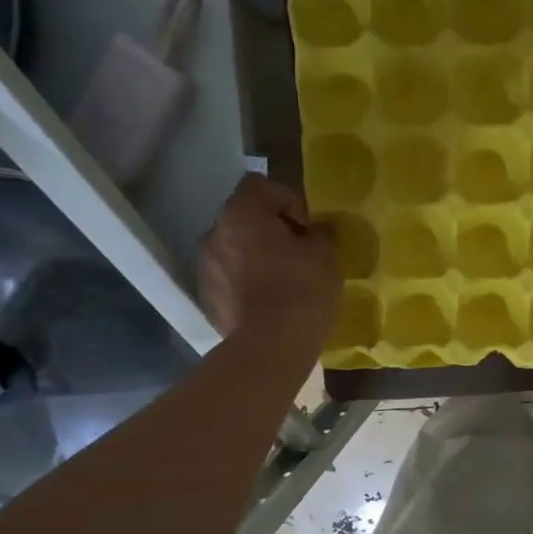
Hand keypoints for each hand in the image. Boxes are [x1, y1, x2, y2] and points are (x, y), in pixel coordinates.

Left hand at [199, 175, 339, 357]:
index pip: (261, 185)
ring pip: (236, 250)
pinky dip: (247, 283)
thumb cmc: (301, 291)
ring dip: (257, 257)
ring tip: (284, 281)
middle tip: (299, 254)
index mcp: (242, 214)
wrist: (270, 348)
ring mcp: (206, 267)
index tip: (307, 228)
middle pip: (245, 218)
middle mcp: (215, 233)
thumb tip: (318, 229)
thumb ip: (321, 234)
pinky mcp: (207, 298)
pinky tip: (269, 303)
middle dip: (271, 230)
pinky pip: (230, 279)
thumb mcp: (326, 256)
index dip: (288, 200)